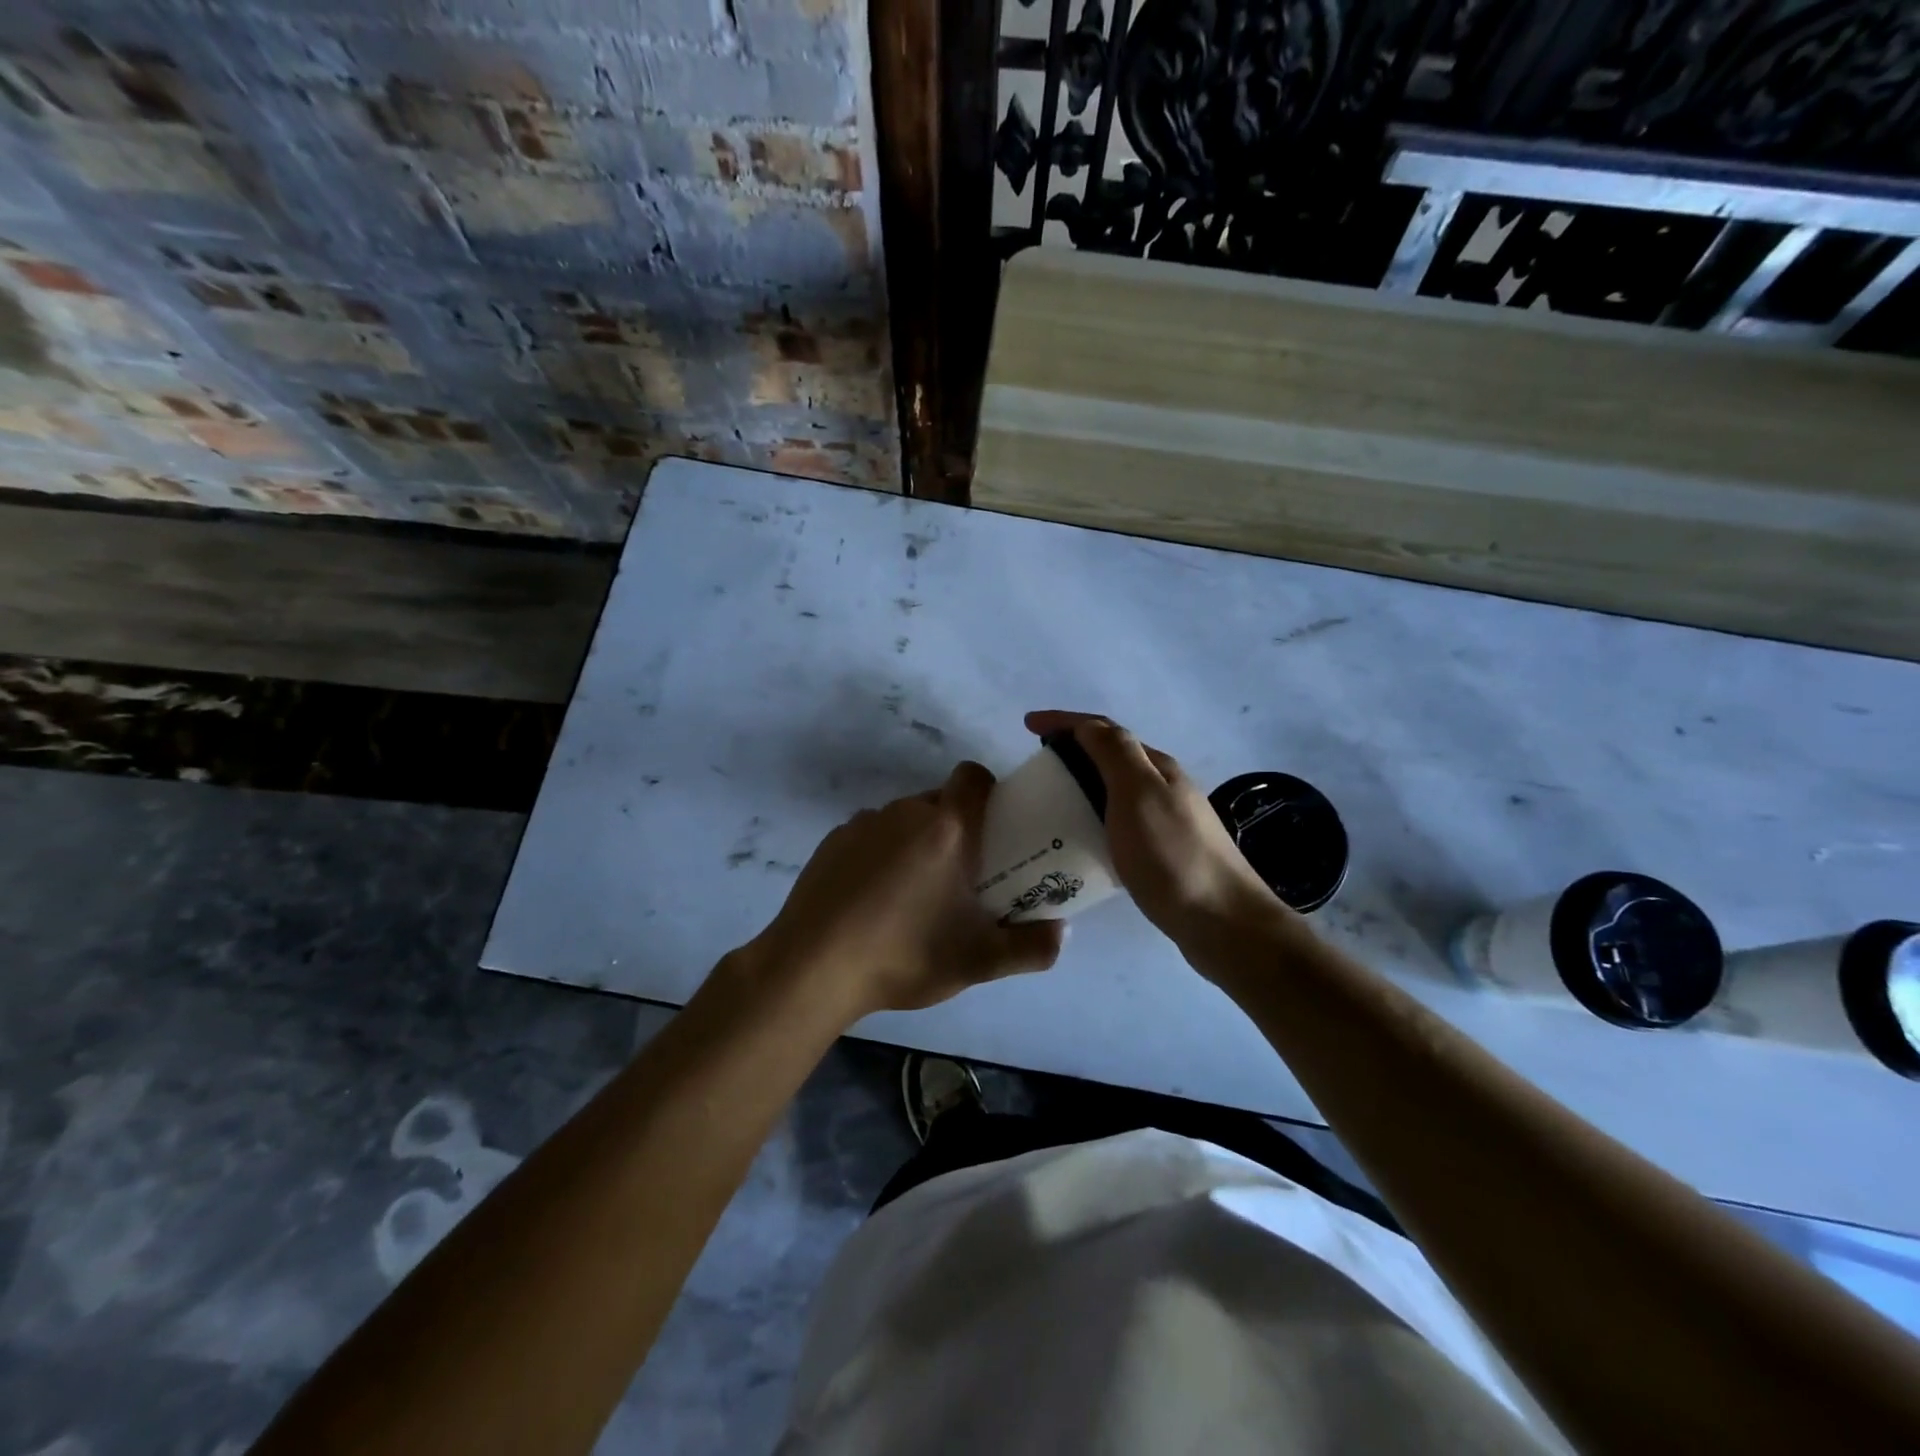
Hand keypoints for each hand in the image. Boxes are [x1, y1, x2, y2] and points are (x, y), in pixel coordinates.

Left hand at [748, 761, 1065, 1020]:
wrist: (812, 968)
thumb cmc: (904, 954)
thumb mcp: (979, 961)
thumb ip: (1032, 947)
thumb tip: (1062, 931)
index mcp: (946, 828)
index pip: (974, 776)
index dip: (989, 792)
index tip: (994, 827)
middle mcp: (904, 812)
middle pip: (940, 801)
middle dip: (956, 828)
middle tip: (962, 876)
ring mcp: (862, 823)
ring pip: (904, 820)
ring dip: (917, 843)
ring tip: (913, 896)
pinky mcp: (831, 841)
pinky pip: (870, 836)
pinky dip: (880, 855)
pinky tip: (871, 901)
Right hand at [1025, 711, 1285, 941]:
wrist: (1223, 922)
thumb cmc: (1173, 856)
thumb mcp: (1138, 794)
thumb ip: (1114, 753)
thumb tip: (1086, 725)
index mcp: (1156, 767)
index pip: (1103, 730)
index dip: (1064, 722)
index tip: (1026, 724)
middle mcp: (1163, 787)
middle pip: (1110, 757)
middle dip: (1071, 751)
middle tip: (1035, 769)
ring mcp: (1167, 821)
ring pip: (1115, 791)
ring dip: (1082, 785)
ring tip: (1049, 803)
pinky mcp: (1163, 854)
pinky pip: (1119, 824)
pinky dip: (1093, 819)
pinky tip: (1080, 842)